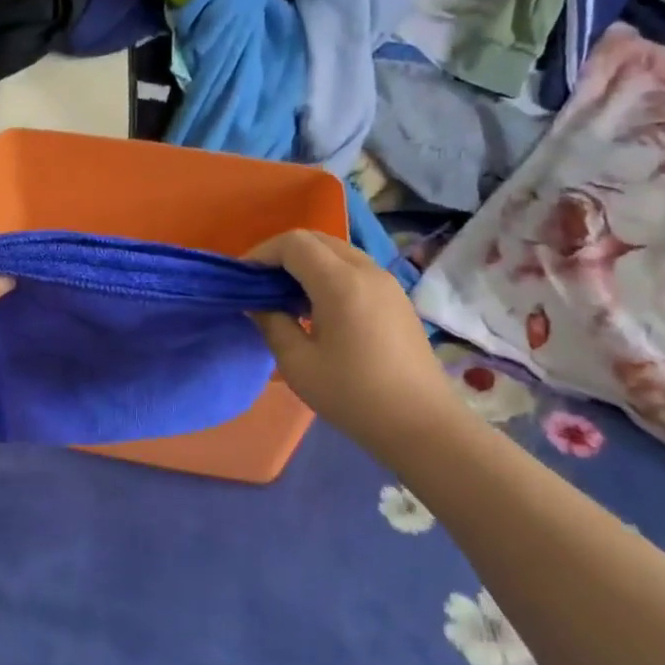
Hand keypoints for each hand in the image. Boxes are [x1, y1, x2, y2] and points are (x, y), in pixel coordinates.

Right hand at [248, 230, 457, 456]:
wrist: (422, 425)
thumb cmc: (353, 395)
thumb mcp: (298, 363)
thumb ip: (272, 323)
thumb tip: (258, 303)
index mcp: (341, 283)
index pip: (293, 243)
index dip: (262, 253)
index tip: (242, 279)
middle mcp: (366, 271)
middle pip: (316, 239)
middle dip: (282, 254)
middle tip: (260, 284)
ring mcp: (386, 283)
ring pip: (336, 252)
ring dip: (306, 263)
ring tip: (285, 296)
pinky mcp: (396, 298)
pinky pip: (354, 268)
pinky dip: (327, 274)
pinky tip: (317, 308)